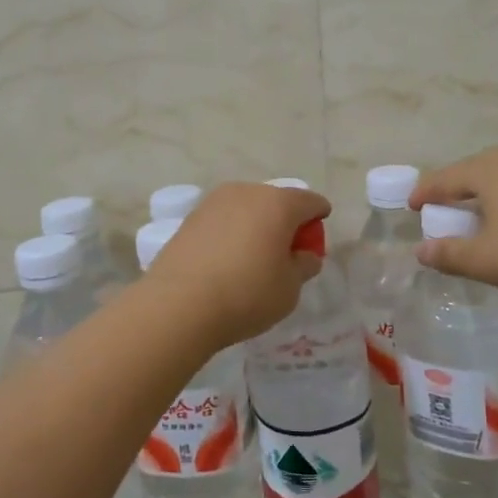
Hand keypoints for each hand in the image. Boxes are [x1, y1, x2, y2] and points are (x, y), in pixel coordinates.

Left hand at [140, 182, 329, 350]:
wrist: (179, 304)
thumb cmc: (247, 294)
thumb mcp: (290, 288)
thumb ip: (304, 266)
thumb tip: (305, 255)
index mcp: (278, 204)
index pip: (309, 201)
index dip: (319, 215)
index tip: (317, 232)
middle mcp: (246, 192)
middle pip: (276, 201)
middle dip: (286, 220)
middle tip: (287, 249)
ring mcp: (214, 202)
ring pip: (246, 208)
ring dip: (256, 224)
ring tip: (255, 255)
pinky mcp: (190, 218)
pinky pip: (223, 220)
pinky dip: (232, 233)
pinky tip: (228, 259)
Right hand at [411, 149, 497, 302]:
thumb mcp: (484, 260)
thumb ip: (448, 254)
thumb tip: (421, 251)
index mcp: (490, 169)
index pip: (446, 178)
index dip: (425, 192)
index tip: (411, 206)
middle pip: (475, 171)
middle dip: (455, 190)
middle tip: (441, 210)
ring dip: (485, 194)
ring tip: (477, 216)